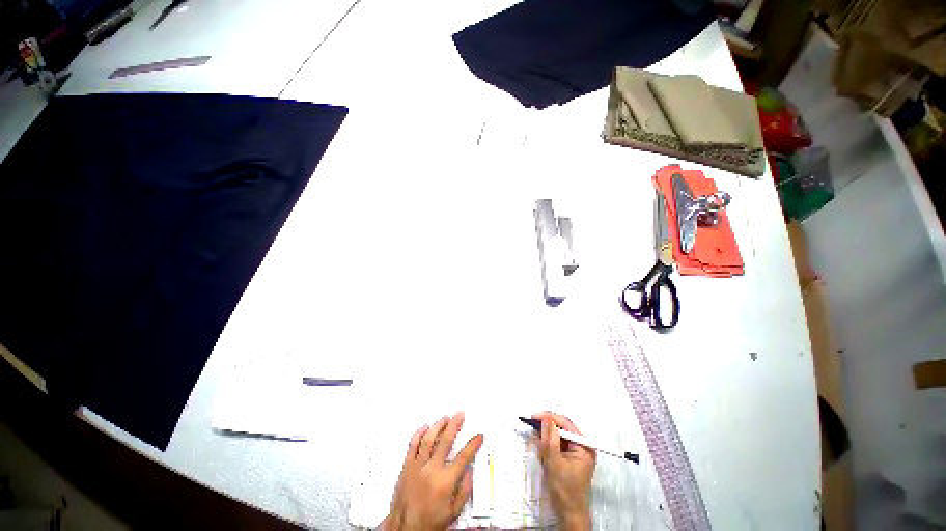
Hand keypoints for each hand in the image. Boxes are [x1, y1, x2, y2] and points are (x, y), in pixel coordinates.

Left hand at [382, 412, 483, 530]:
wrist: (405, 529)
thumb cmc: (430, 522)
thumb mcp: (453, 512)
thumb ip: (464, 490)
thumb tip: (469, 470)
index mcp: (445, 482)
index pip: (464, 457)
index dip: (473, 444)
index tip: (479, 435)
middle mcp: (432, 469)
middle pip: (446, 440)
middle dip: (455, 424)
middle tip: (460, 414)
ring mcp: (417, 466)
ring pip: (429, 438)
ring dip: (438, 425)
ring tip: (445, 417)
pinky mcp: (406, 466)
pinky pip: (412, 445)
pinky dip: (419, 433)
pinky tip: (425, 426)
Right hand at [533, 411, 595, 530]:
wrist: (569, 514)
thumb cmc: (564, 489)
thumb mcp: (554, 462)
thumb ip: (550, 438)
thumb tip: (546, 418)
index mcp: (584, 445)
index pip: (565, 423)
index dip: (549, 417)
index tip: (533, 416)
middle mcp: (584, 445)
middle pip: (563, 427)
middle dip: (548, 426)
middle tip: (532, 425)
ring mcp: (578, 451)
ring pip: (560, 435)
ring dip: (547, 436)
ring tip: (537, 439)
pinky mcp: (572, 456)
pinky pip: (559, 443)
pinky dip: (550, 444)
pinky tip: (543, 447)